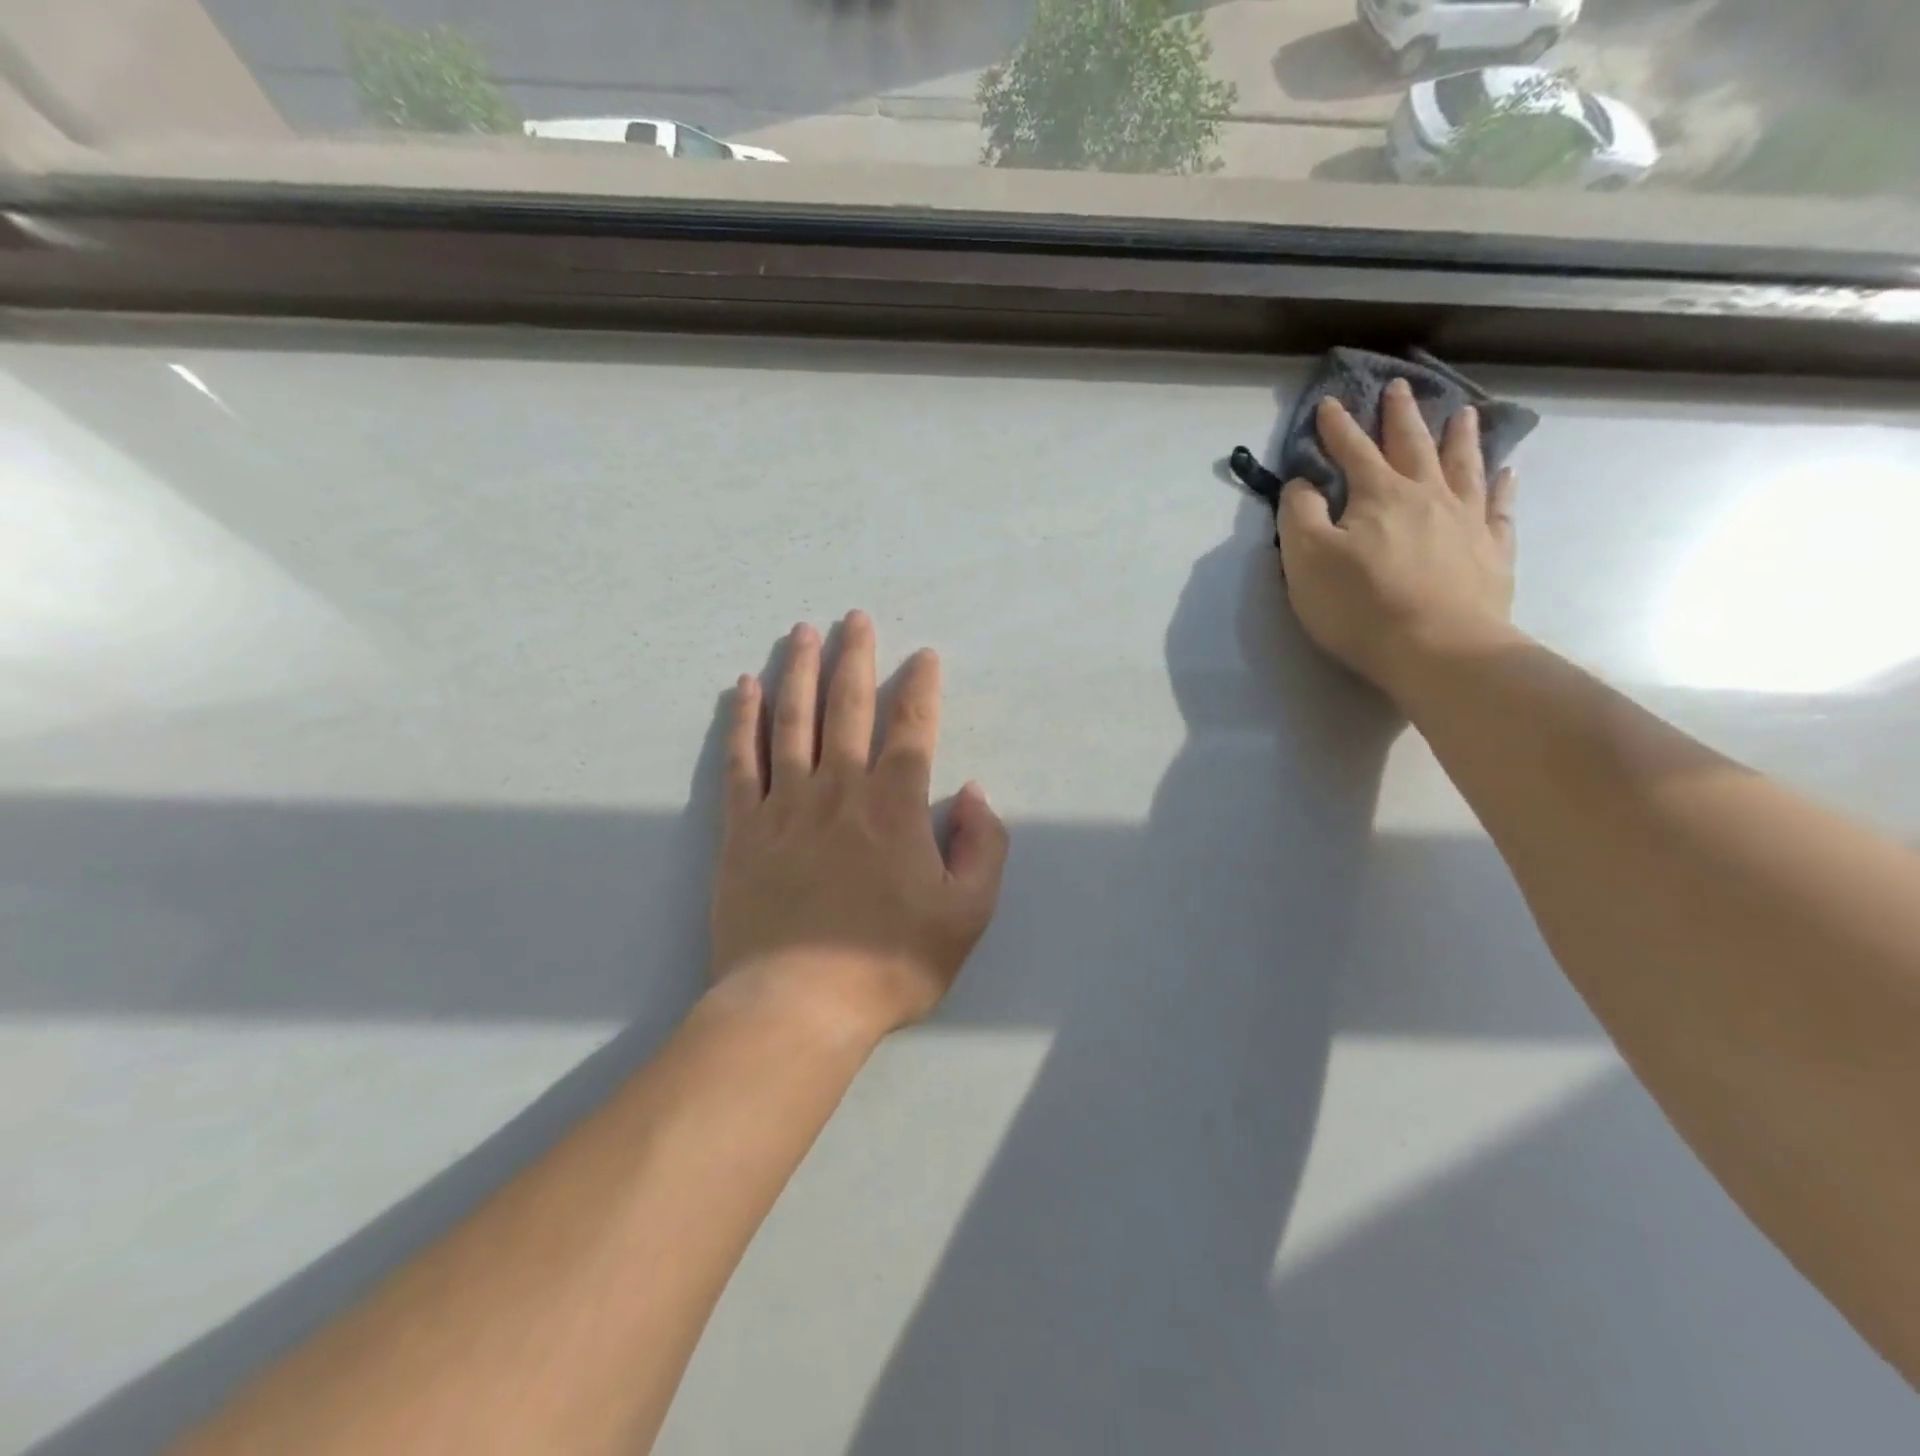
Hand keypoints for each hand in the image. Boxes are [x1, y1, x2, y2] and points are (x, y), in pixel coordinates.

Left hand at [709, 612, 1009, 1041]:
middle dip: (856, 657)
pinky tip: (745, 688)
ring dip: (800, 671)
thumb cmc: (889, 962)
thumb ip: (983, 848)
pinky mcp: (743, 828)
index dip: (920, 686)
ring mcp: (786, 804)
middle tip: (856, 618)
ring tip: (803, 632)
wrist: (798, 1004)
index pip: (912, 727)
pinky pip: (742, 760)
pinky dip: (744, 720)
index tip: (923, 656)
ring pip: (793, 720)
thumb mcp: (967, 915)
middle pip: (848, 707)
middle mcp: (840, 789)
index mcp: (895, 806)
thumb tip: (975, 794)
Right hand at [1278, 380, 1520, 704]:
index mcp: (1379, 495)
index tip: (1330, 402)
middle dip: (1401, 416)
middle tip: (1399, 387)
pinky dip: (1502, 485)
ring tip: (1463, 413)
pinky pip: (1500, 507)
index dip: (1338, 427)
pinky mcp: (1492, 551)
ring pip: (1464, 465)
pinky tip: (1506, 472)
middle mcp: (1427, 495)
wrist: (1439, 649)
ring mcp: (1467, 521)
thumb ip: (1299, 515)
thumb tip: (1304, 483)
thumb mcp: (1306, 560)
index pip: (1353, 450)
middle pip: (1413, 445)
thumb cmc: (1361, 605)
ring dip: (1459, 437)